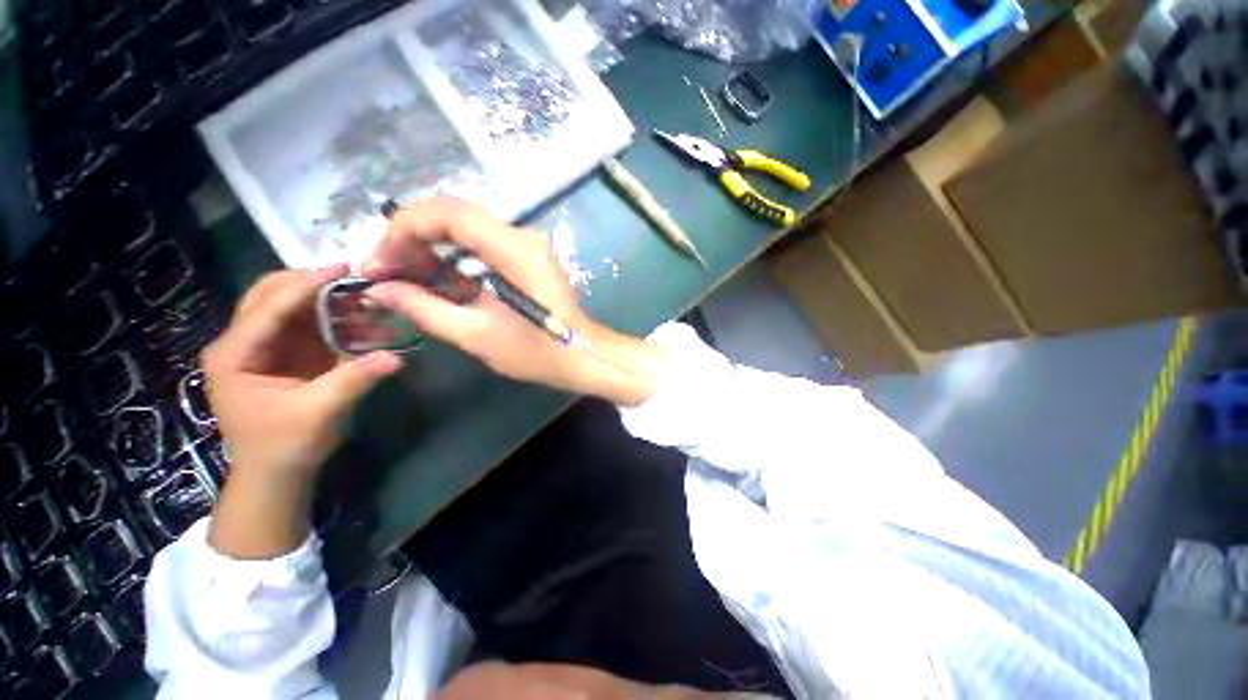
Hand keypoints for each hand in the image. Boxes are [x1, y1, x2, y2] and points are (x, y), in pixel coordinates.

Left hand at [202, 265, 400, 557]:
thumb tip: (396, 358)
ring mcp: (264, 347)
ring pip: (291, 306)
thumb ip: (354, 380)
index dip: (306, 285)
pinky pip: (308, 325)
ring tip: (366, 299)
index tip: (342, 268)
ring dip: (327, 300)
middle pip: (271, 295)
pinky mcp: (285, 354)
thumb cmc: (285, 444)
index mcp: (235, 355)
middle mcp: (243, 343)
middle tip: (353, 279)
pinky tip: (362, 319)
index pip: (268, 307)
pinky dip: (334, 318)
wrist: (276, 472)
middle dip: (311, 283)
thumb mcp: (319, 412)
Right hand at [364, 199, 661, 405]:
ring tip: (402, 275)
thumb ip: (424, 308)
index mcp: (514, 249)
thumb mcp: (476, 334)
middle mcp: (522, 235)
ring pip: (465, 227)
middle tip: (385, 270)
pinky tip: (434, 277)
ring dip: (429, 245)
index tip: (378, 263)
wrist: (581, 355)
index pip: (447, 213)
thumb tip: (379, 288)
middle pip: (453, 214)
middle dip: (411, 237)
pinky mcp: (527, 256)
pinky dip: (452, 256)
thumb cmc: (536, 352)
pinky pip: (481, 243)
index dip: (402, 230)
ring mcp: (527, 243)